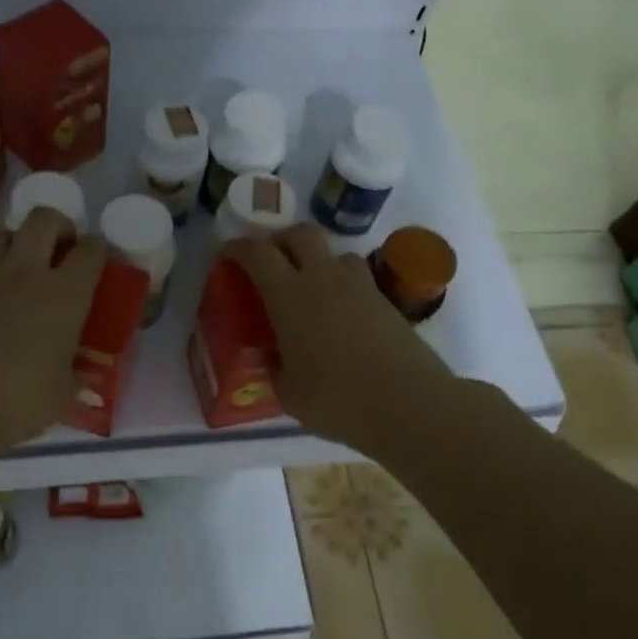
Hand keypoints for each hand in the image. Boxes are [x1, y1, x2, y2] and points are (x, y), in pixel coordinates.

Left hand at [0, 207, 105, 471]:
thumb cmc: (18, 403)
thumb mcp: (62, 393)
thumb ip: (74, 374)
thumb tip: (79, 375)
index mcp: (64, 295)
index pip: (90, 250)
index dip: (98, 250)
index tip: (98, 261)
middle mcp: (25, 274)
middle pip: (43, 218)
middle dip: (58, 226)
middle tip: (61, 251)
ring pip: (0, 232)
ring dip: (15, 241)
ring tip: (21, 267)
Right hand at [229, 224, 456, 455]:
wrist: (410, 404)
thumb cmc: (338, 400)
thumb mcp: (289, 393)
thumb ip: (275, 369)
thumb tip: (273, 358)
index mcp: (290, 296)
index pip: (258, 253)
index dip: (238, 248)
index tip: (227, 256)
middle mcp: (323, 279)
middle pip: (300, 234)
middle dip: (280, 241)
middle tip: (270, 265)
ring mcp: (359, 286)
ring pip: (334, 252)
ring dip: (316, 260)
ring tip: (309, 288)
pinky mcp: (385, 300)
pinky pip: (357, 277)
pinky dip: (341, 284)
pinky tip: (339, 314)